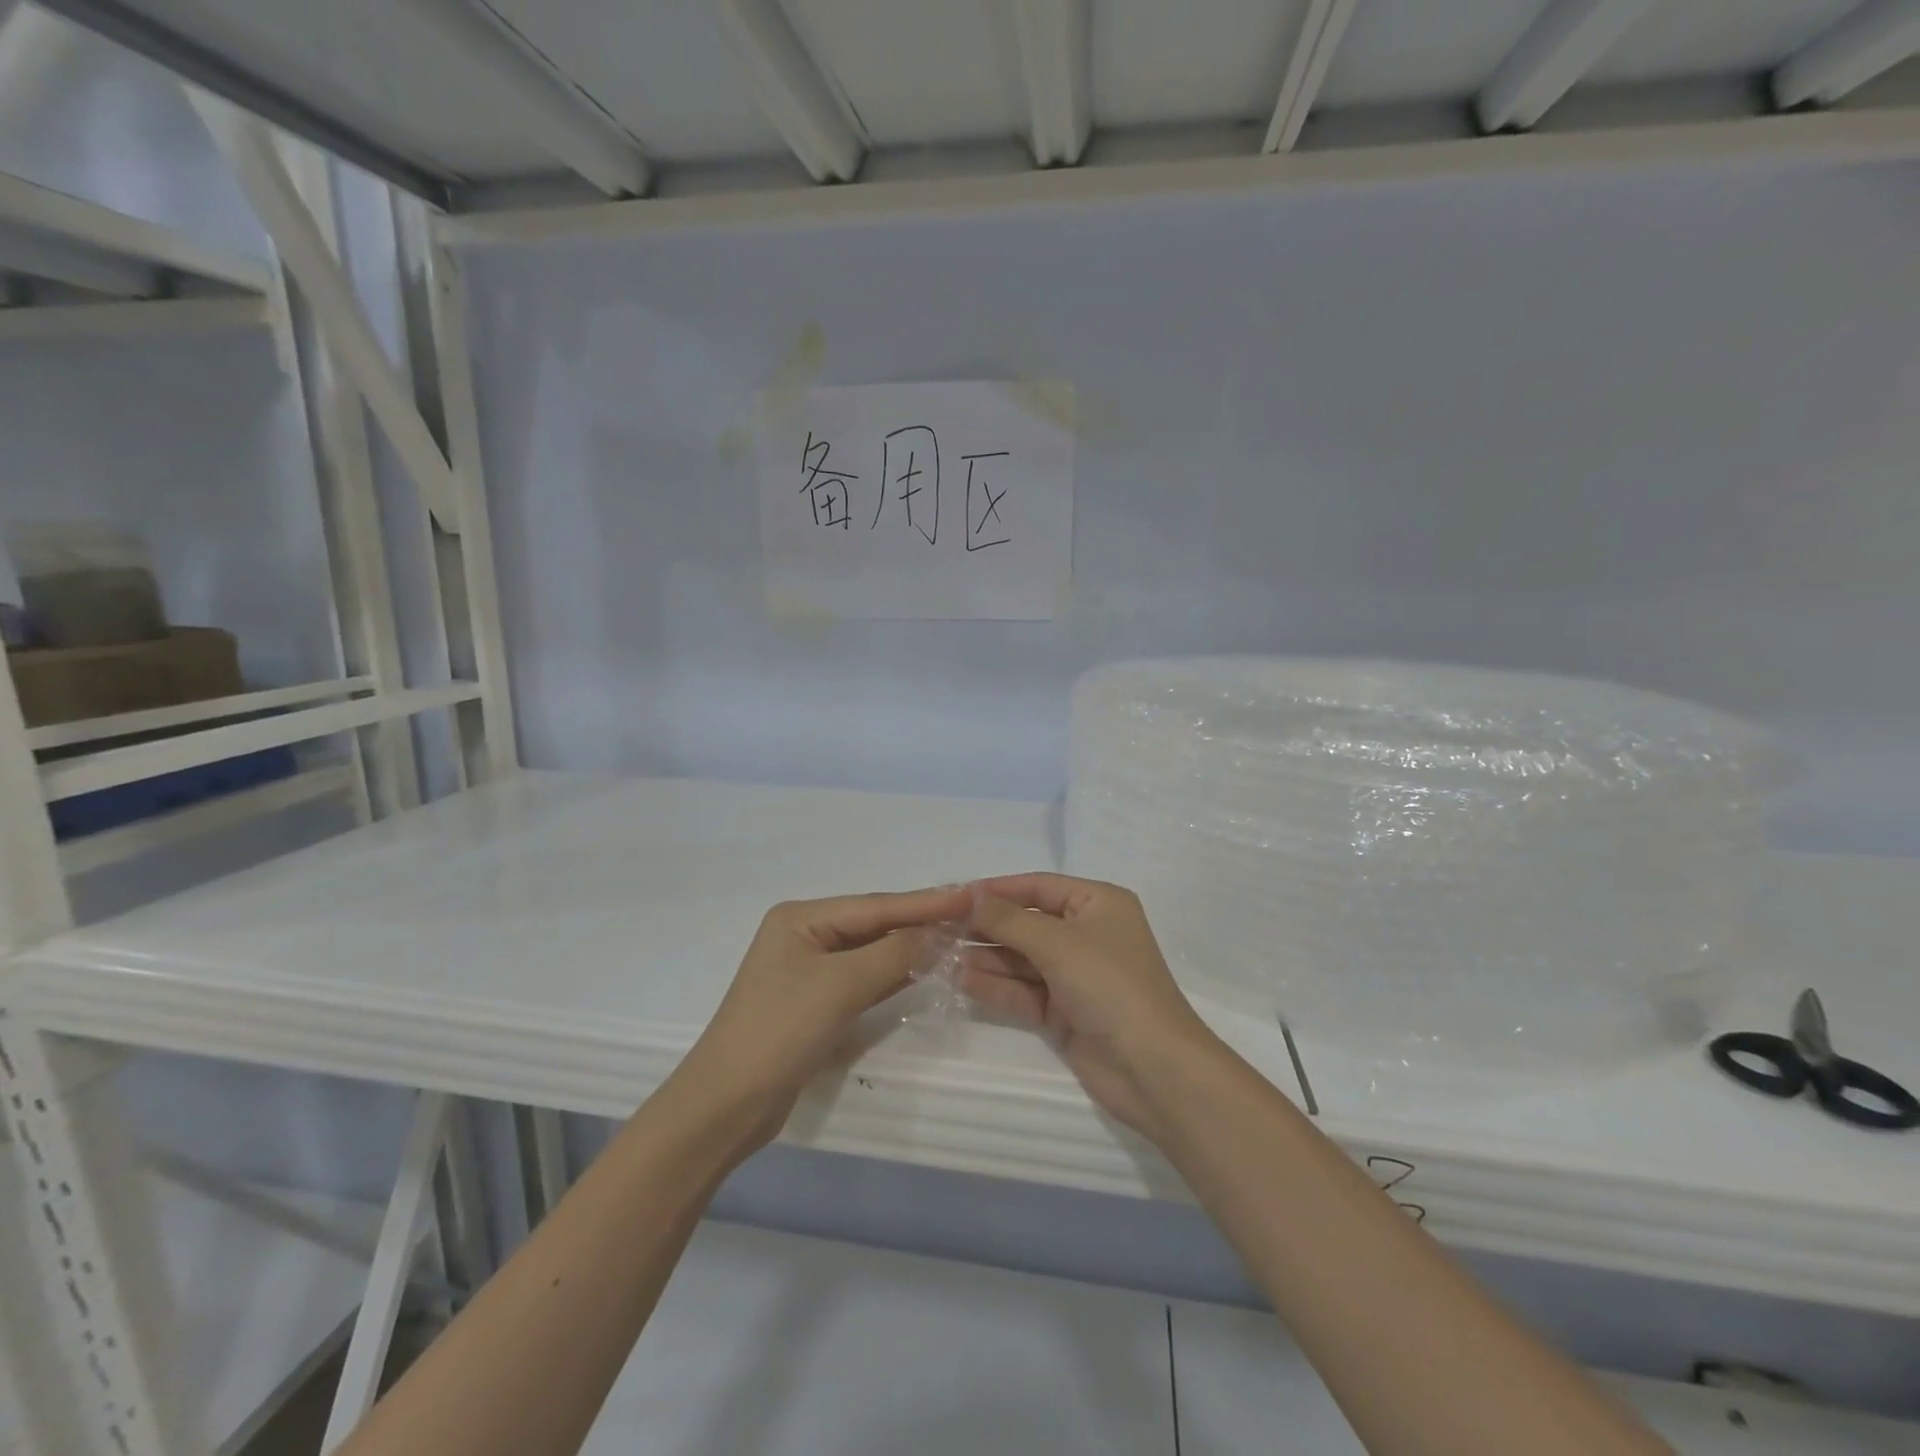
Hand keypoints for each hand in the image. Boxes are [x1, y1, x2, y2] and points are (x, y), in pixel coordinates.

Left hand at [677, 886, 972, 1143]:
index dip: (924, 902)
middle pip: (873, 924)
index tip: (969, 896)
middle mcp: (804, 936)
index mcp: (800, 918)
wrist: (726, 1105)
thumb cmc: (780, 1031)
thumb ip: (893, 954)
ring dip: (909, 948)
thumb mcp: (840, 986)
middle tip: (969, 914)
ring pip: (870, 952)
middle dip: (918, 921)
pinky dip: (892, 975)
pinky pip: (863, 979)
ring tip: (956, 937)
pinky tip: (923, 970)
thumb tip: (938, 934)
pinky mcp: (815, 1003)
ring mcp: (808, 971)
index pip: (874, 905)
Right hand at [961, 873, 1222, 1140]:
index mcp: (1098, 904)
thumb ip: (1010, 919)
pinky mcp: (1065, 1012)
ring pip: (1021, 959)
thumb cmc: (1111, 986)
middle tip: (939, 928)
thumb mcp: (1058, 943)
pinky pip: (1023, 991)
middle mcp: (1087, 934)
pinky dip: (995, 986)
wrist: (1154, 1070)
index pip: (1038, 886)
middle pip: (1026, 923)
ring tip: (941, 955)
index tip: (953, 895)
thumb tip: (972, 895)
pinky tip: (960, 980)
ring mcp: (1075, 975)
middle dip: (986, 926)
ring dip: (985, 957)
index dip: (996, 890)